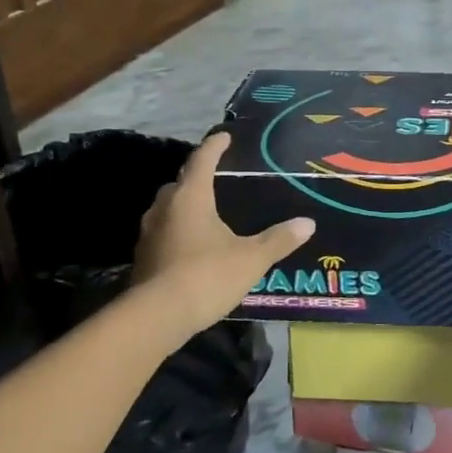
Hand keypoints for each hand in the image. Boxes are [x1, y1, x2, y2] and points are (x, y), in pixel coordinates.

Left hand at [132, 132, 313, 336]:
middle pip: (180, 183)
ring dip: (185, 206)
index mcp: (191, 197)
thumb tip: (308, 223)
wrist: (158, 316)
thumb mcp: (252, 258)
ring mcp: (149, 233)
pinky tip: (193, 245)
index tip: (225, 136)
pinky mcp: (143, 257)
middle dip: (197, 178)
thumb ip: (279, 239)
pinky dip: (178, 231)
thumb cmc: (207, 275)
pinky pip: (164, 232)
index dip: (215, 146)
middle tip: (217, 179)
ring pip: (168, 209)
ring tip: (207, 213)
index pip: (202, 161)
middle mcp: (165, 208)